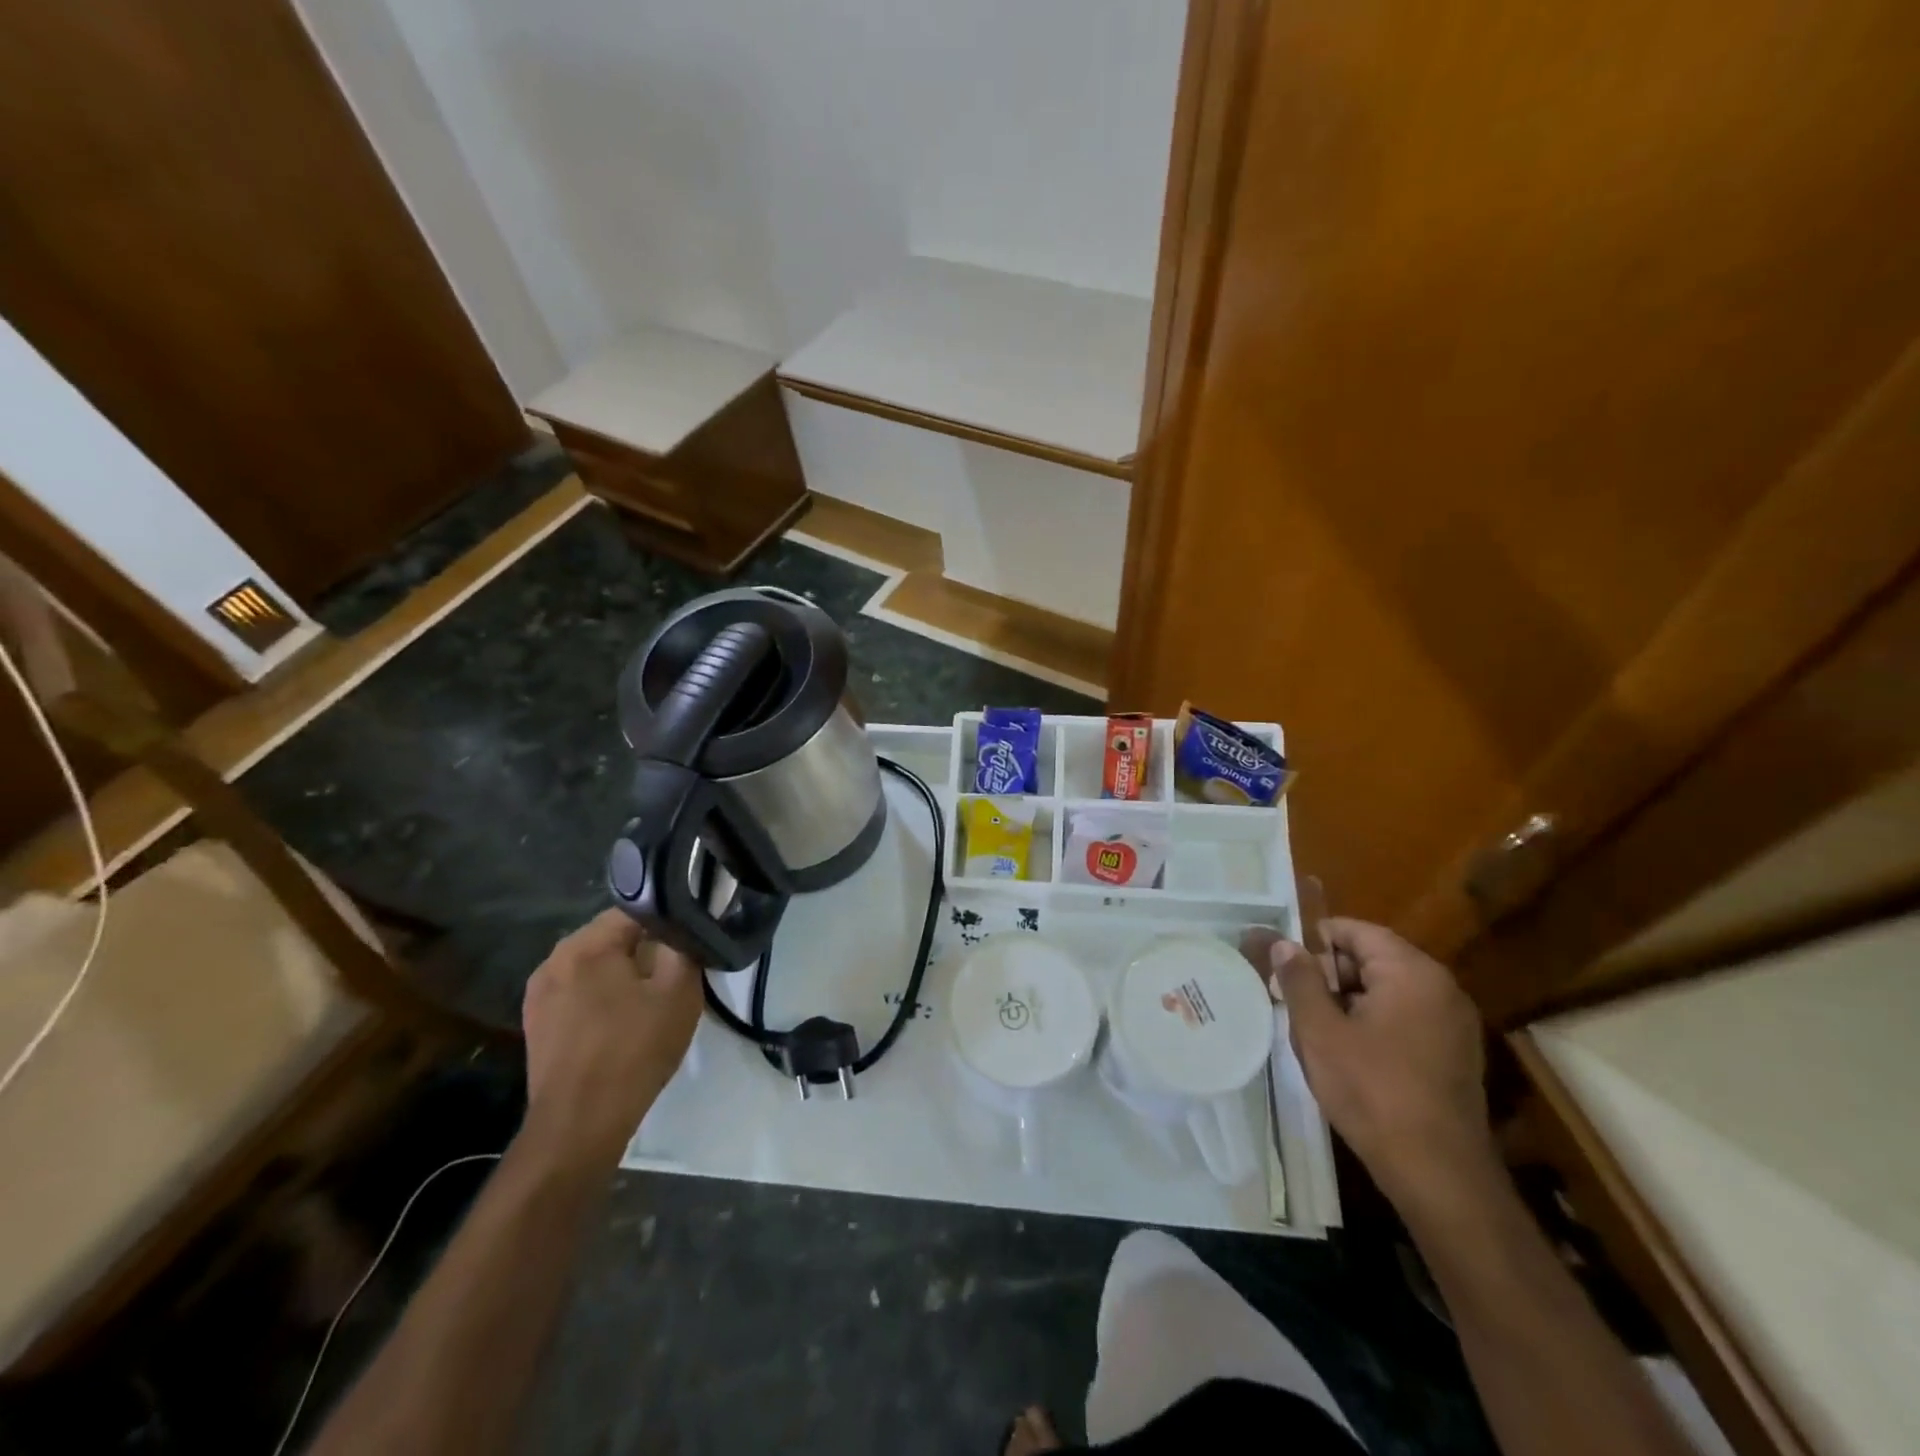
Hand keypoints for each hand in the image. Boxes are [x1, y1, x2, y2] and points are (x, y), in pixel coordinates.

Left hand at [520, 909, 702, 1171]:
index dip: (669, 923)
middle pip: (613, 936)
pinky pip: (578, 991)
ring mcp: (539, 992)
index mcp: (586, 944)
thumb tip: (683, 927)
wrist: (580, 1124)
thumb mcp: (679, 992)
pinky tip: (620, 1022)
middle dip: (644, 949)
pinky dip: (601, 996)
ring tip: (648, 1000)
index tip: (688, 945)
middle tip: (674, 975)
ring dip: (622, 974)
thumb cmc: (634, 1050)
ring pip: (595, 965)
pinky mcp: (536, 1022)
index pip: (637, 910)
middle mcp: (554, 958)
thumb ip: (683, 946)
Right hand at [1246, 918, 1496, 1207]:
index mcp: (1412, 973)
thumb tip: (1285, 945)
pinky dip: (1374, 1024)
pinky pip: (1405, 1019)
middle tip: (1295, 1002)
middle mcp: (1441, 988)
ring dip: (1349, 1002)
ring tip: (1317, 1032)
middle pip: (1374, 959)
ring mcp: (1454, 1024)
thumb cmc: (1373, 1091)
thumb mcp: (1320, 1032)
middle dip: (1331, 975)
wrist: (1439, 1175)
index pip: (1357, 932)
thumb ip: (1300, 980)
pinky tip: (1350, 1056)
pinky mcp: (1455, 1055)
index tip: (1285, 966)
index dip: (1316, 942)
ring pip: (1387, 991)